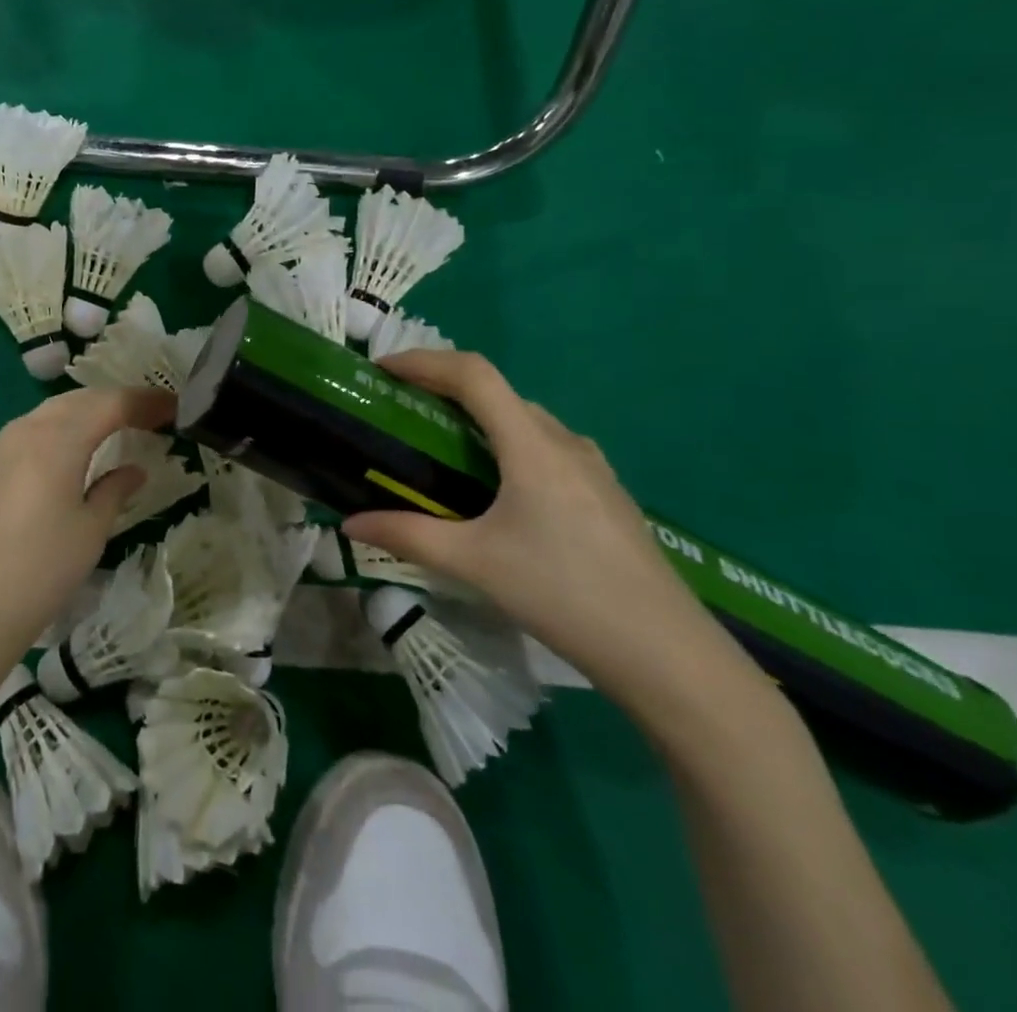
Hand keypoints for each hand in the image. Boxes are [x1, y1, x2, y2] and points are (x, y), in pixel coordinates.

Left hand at [0, 386, 174, 677]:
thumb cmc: (42, 569)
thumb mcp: (91, 529)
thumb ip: (115, 490)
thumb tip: (134, 470)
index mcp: (57, 439)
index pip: (110, 404)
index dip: (145, 402)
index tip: (175, 407)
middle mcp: (28, 429)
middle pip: (81, 399)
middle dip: (118, 401)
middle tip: (153, 414)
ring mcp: (4, 445)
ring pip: (55, 410)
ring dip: (90, 410)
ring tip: (121, 424)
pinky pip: (36, 427)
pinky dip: (66, 426)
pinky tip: (79, 446)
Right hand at [344, 350, 758, 719]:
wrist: (668, 656)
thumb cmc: (564, 595)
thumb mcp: (475, 564)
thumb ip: (407, 536)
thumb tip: (349, 525)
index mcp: (532, 446)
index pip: (473, 375)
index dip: (424, 361)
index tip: (383, 369)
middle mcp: (565, 443)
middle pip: (498, 392)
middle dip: (444, 388)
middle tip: (402, 408)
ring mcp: (593, 468)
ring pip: (525, 419)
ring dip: (479, 416)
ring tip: (442, 444)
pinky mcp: (606, 494)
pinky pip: (547, 447)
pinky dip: (508, 442)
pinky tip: (498, 487)